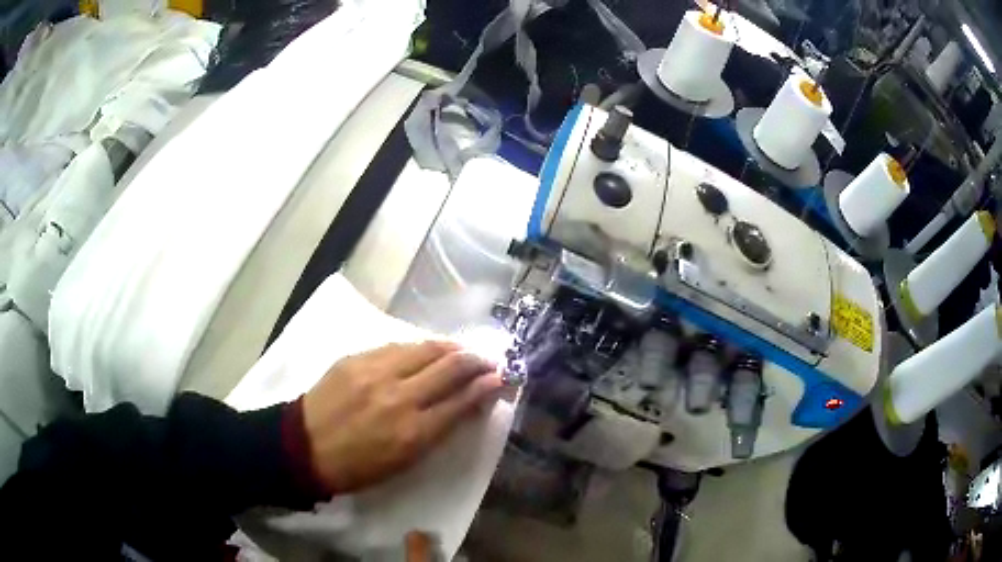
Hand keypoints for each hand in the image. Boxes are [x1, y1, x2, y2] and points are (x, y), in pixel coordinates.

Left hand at [302, 341, 502, 493]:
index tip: (501, 378)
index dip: (486, 387)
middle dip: (476, 361)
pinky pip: (397, 345)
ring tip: (463, 351)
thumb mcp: (404, 462)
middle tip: (488, 360)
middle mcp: (399, 396)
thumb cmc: (358, 467)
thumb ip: (437, 431)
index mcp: (413, 432)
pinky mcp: (357, 358)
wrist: (305, 447)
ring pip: (425, 348)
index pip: (461, 401)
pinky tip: (426, 350)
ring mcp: (376, 372)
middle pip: (449, 367)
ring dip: (450, 348)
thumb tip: (464, 405)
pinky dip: (419, 347)